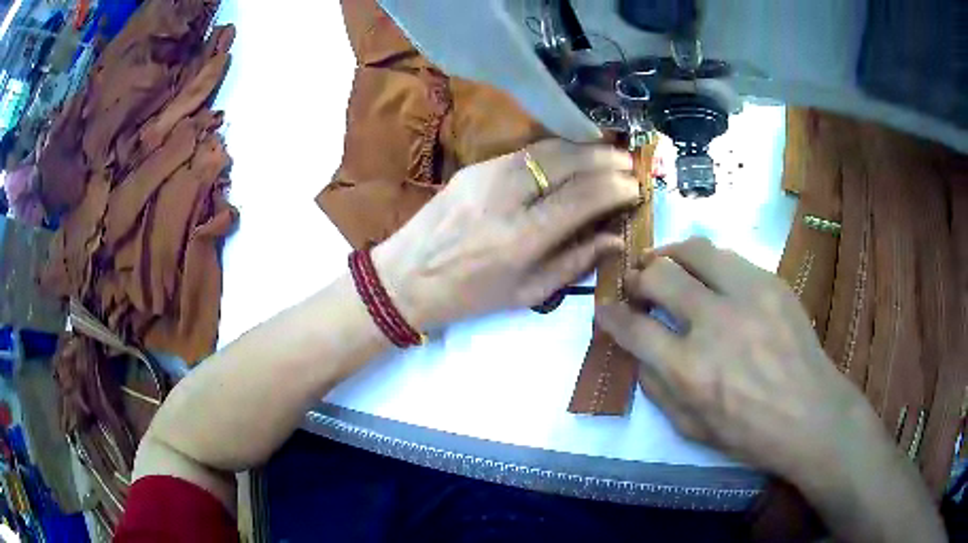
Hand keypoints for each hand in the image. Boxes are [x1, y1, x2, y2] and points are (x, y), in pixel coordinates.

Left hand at [373, 139, 638, 328]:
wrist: (406, 278)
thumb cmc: (471, 297)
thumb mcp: (528, 293)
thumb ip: (575, 262)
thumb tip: (616, 238)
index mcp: (521, 238)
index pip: (583, 198)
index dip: (617, 188)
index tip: (637, 187)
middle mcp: (506, 198)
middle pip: (568, 163)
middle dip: (606, 159)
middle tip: (629, 164)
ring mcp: (487, 175)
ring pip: (548, 149)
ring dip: (584, 149)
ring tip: (608, 156)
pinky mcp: (474, 167)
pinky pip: (525, 151)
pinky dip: (556, 151)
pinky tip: (571, 158)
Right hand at [597, 237, 881, 480]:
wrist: (810, 414)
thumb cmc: (749, 433)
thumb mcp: (690, 428)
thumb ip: (656, 388)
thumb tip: (638, 350)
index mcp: (689, 370)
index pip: (633, 327)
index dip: (611, 315)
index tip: (605, 308)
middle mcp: (715, 323)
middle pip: (659, 276)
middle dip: (638, 278)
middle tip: (637, 284)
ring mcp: (747, 295)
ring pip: (694, 250)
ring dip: (670, 255)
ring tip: (665, 264)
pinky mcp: (771, 282)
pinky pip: (729, 258)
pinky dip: (708, 264)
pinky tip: (710, 278)